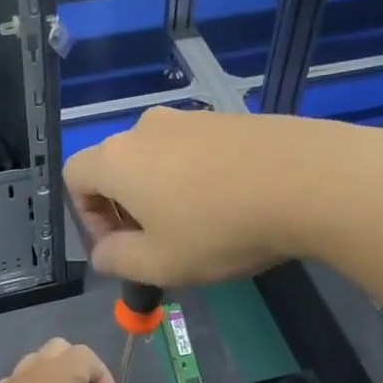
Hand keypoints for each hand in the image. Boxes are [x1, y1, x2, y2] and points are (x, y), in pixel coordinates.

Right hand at [64, 107, 364, 285]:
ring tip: (200, 228)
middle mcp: (147, 129)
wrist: (308, 180)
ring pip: (158, 158)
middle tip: (158, 244)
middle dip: (126, 208)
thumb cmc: (220, 229)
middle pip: (116, 166)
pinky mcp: (230, 119)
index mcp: (118, 159)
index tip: (120, 246)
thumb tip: (105, 252)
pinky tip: (232, 204)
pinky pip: (196, 150)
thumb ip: (118, 261)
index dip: (87, 216)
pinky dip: (197, 178)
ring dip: (163, 193)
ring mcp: (192, 118)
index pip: (75, 177)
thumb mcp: (160, 264)